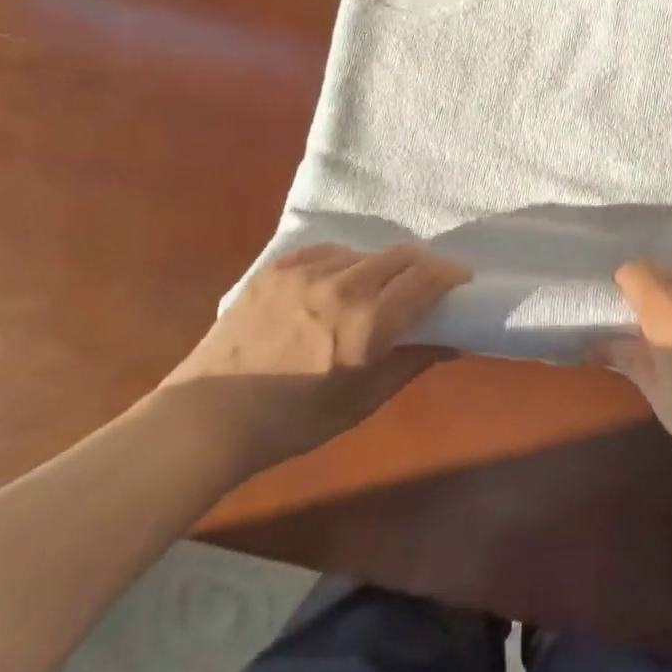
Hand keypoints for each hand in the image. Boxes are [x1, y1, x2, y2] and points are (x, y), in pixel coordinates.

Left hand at [160, 243, 470, 468]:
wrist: (208, 416)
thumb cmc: (293, 421)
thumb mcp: (361, 402)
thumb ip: (410, 363)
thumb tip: (453, 341)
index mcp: (366, 324)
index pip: (425, 280)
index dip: (450, 274)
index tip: (462, 278)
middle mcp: (341, 287)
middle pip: (400, 256)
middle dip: (424, 264)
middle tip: (430, 279)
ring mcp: (306, 272)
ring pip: (364, 253)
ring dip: (382, 266)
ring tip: (377, 287)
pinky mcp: (278, 267)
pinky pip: (327, 251)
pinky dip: (344, 262)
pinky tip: (338, 281)